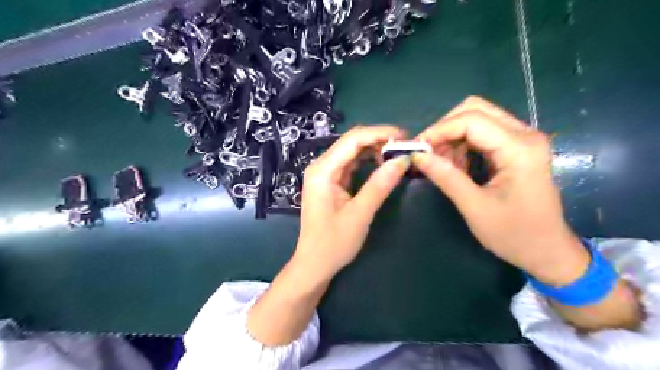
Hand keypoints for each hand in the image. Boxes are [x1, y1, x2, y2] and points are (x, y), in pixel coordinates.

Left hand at [292, 126, 407, 278]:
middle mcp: (321, 166)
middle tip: (405, 146)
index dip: (380, 133)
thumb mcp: (360, 214)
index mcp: (323, 170)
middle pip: (351, 141)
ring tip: (397, 154)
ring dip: (374, 149)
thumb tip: (403, 160)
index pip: (353, 139)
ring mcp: (324, 173)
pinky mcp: (330, 181)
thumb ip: (380, 185)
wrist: (314, 264)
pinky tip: (382, 163)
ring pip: (352, 151)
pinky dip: (367, 160)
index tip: (405, 136)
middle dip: (378, 139)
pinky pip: (350, 163)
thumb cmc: (333, 243)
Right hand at [411, 97, 587, 284]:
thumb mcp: (475, 207)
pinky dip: (461, 145)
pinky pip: (482, 133)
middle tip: (428, 153)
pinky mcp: (516, 148)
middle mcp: (524, 135)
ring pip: (476, 119)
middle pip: (475, 110)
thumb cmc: (514, 234)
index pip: (471, 120)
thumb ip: (446, 177)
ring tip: (440, 164)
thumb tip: (417, 156)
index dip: (439, 130)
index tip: (417, 149)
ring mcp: (521, 140)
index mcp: (519, 148)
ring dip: (452, 137)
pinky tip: (455, 166)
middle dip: (445, 129)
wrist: (547, 251)